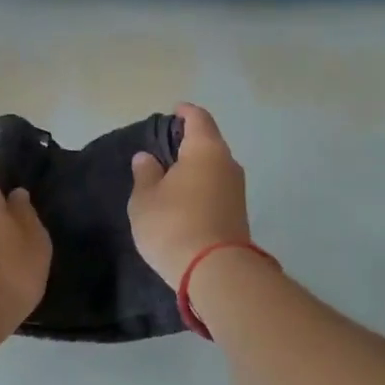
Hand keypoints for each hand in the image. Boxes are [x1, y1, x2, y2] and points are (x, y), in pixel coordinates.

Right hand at [129, 103, 251, 287]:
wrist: (215, 272)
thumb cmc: (173, 224)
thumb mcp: (145, 199)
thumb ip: (145, 174)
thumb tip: (147, 158)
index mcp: (205, 149)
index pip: (198, 118)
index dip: (184, 113)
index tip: (172, 112)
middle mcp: (227, 163)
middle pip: (209, 142)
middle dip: (188, 142)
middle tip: (163, 148)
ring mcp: (237, 190)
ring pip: (214, 167)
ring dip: (195, 168)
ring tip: (170, 176)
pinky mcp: (238, 213)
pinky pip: (217, 189)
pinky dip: (201, 187)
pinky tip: (183, 199)